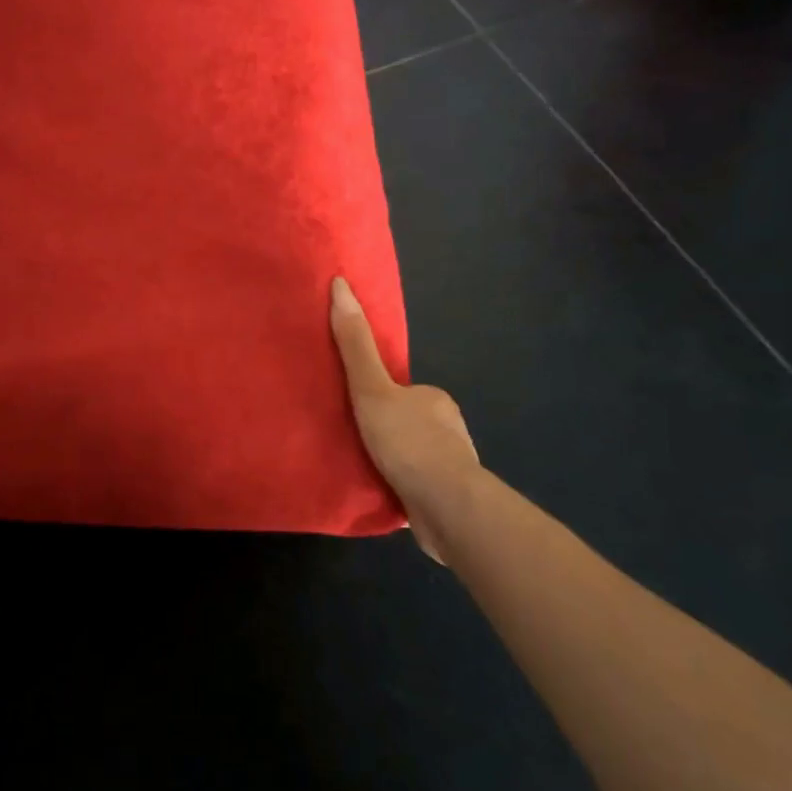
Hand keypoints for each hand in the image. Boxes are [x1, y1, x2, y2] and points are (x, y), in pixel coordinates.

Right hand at [329, 277, 483, 554]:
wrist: (446, 506)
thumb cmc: (408, 441)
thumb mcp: (371, 388)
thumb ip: (355, 344)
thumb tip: (340, 284)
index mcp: (433, 399)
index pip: (400, 391)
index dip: (377, 397)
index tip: (356, 410)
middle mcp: (447, 428)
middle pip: (406, 422)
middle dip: (384, 430)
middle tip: (349, 439)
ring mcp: (451, 466)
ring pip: (412, 456)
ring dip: (391, 461)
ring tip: (359, 469)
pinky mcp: (447, 500)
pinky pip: (415, 486)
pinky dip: (399, 487)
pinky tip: (379, 494)